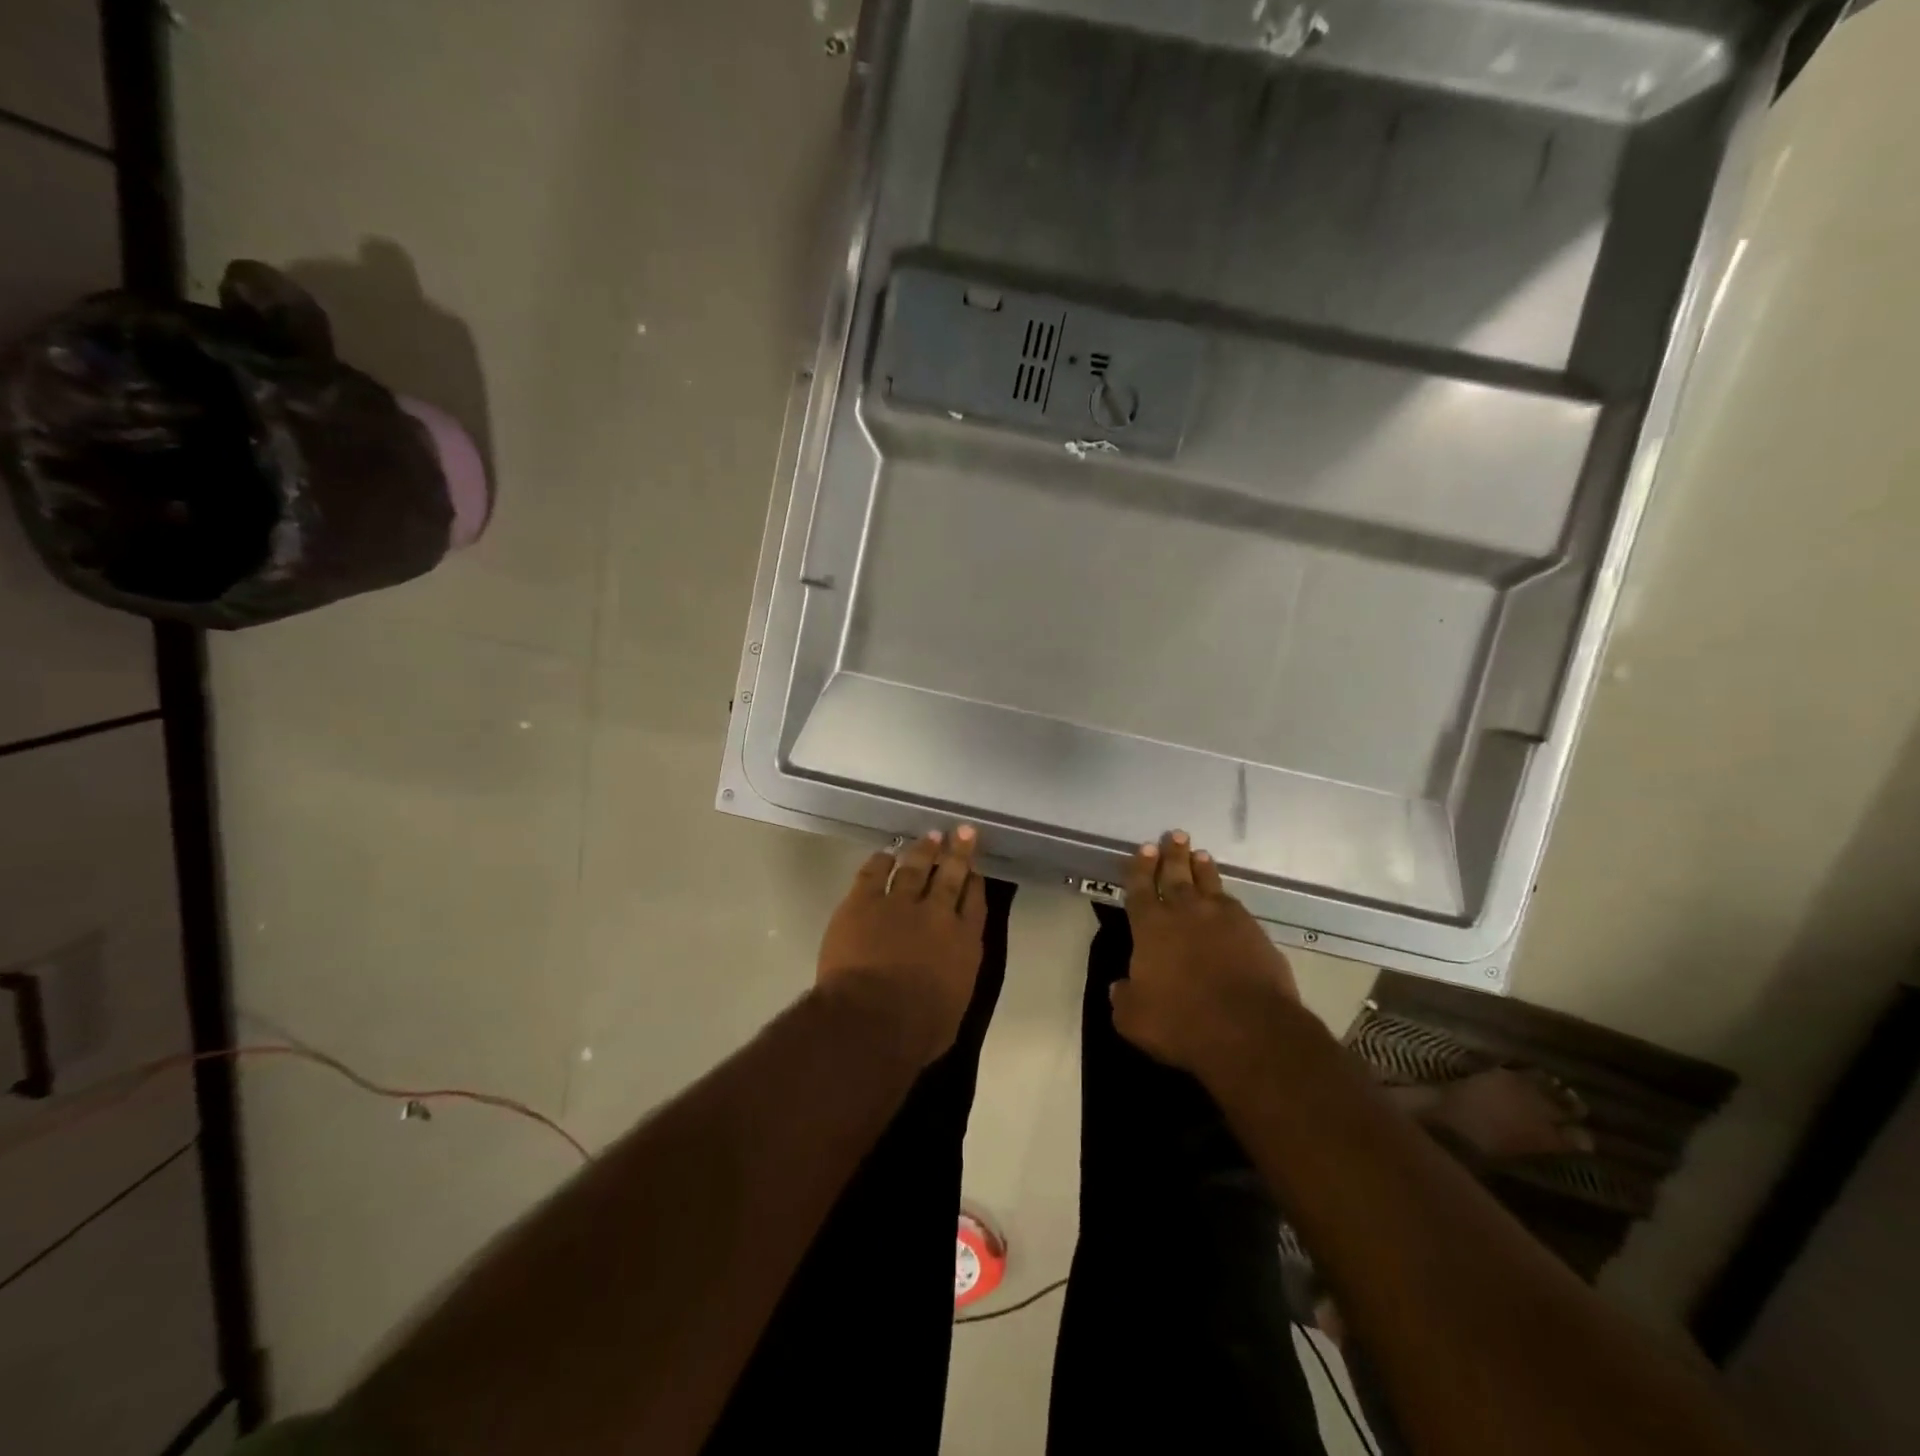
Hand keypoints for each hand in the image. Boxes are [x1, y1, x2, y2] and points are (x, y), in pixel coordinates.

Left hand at [816, 828, 987, 1067]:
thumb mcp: (953, 1007)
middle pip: (951, 875)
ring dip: (923, 850)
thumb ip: (954, 978)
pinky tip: (885, 854)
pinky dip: (880, 861)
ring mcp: (899, 903)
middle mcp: (937, 914)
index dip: (974, 883)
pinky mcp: (863, 902)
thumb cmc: (917, 1030)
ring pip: (915, 867)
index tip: (974, 869)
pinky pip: (874, 872)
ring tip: (930, 836)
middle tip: (962, 831)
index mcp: (964, 943)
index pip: (975, 903)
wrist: (872, 1019)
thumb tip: (949, 969)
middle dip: (958, 852)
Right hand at [1109, 832, 1301, 1084]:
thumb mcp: (1134, 1019)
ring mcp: (1224, 920)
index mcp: (1151, 928)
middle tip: (1175, 835)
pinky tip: (1227, 898)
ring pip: (1209, 885)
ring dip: (1202, 869)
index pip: (1140, 889)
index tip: (1144, 848)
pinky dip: (1226, 897)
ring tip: (1200, 854)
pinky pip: (1235, 906)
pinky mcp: (1255, 934)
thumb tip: (1120, 986)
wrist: (1250, 1031)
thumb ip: (1124, 998)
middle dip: (1173, 855)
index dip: (1140, 869)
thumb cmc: (1182, 1023)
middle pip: (1177, 876)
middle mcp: (1186, 914)